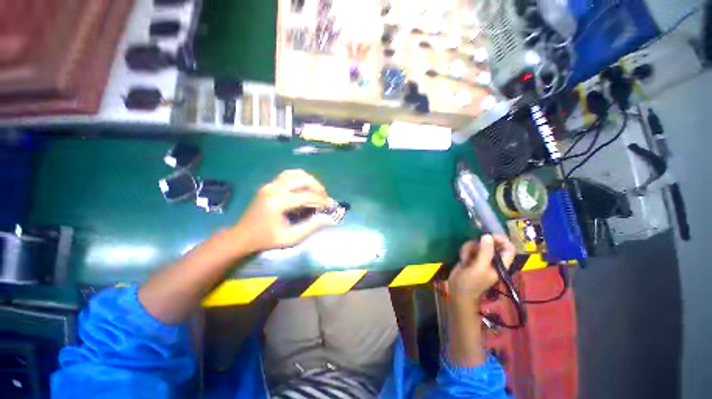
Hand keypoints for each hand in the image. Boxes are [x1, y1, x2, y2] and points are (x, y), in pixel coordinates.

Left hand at [233, 170, 332, 250]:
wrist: (242, 236)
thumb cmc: (266, 239)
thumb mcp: (290, 238)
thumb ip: (310, 227)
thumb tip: (326, 218)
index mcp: (278, 202)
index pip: (307, 195)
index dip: (321, 200)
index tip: (329, 206)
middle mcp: (274, 189)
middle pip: (302, 179)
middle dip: (317, 187)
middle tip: (324, 197)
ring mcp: (270, 185)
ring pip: (295, 174)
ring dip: (309, 180)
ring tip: (316, 190)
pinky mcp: (269, 185)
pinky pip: (287, 175)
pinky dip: (299, 177)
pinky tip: (304, 186)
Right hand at [446, 234, 514, 303]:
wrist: (458, 291)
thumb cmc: (471, 283)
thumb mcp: (479, 268)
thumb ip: (485, 252)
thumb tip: (488, 235)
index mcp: (500, 264)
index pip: (509, 248)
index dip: (502, 240)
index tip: (489, 235)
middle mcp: (492, 259)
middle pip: (490, 243)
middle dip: (479, 244)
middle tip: (473, 249)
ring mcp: (480, 258)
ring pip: (477, 244)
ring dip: (469, 248)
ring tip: (465, 259)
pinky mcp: (471, 257)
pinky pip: (469, 247)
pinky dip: (465, 251)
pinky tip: (462, 259)